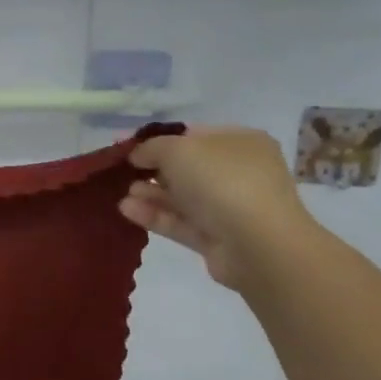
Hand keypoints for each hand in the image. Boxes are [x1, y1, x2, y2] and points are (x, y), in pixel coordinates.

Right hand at [119, 127, 317, 289]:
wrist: (258, 244)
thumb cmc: (221, 181)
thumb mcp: (178, 150)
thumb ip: (151, 148)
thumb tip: (138, 155)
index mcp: (240, 142)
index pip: (194, 135)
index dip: (160, 140)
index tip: (131, 149)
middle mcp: (239, 172)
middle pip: (187, 168)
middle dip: (153, 171)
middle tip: (124, 174)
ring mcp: (230, 207)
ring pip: (182, 197)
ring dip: (151, 194)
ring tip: (123, 195)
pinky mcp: (218, 238)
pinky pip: (181, 222)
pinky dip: (155, 216)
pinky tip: (127, 211)